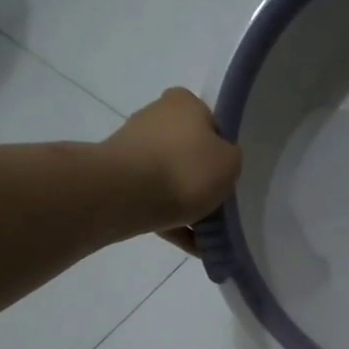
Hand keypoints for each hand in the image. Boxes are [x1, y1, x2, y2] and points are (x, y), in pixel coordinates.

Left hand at [101, 87, 241, 251]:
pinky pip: (153, 201)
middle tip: (219, 205)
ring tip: (207, 235)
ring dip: (186, 204)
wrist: (126, 195)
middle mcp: (154, 117)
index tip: (227, 174)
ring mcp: (132, 148)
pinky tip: (191, 246)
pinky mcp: (118, 178)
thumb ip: (230, 159)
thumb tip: (216, 164)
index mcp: (183, 102)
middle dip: (201, 179)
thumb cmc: (186, 169)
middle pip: (187, 151)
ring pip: (169, 179)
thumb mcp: (231, 161)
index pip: (210, 122)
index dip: (221, 149)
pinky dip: (171, 220)